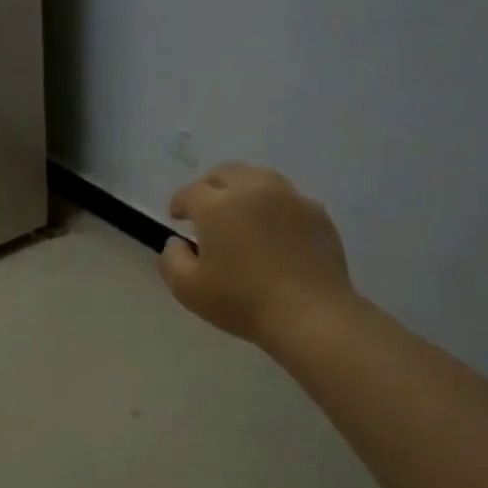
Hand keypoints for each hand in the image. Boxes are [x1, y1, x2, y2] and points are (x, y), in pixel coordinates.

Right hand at [159, 163, 355, 344]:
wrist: (310, 315)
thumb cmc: (241, 302)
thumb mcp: (187, 289)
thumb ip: (171, 259)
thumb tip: (176, 242)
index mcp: (218, 205)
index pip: (190, 192)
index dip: (179, 203)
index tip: (176, 218)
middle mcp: (253, 189)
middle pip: (226, 173)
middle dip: (210, 187)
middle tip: (206, 210)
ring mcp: (290, 198)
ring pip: (259, 178)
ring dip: (242, 191)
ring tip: (240, 215)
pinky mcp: (317, 213)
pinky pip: (287, 198)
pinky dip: (272, 207)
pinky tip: (272, 232)